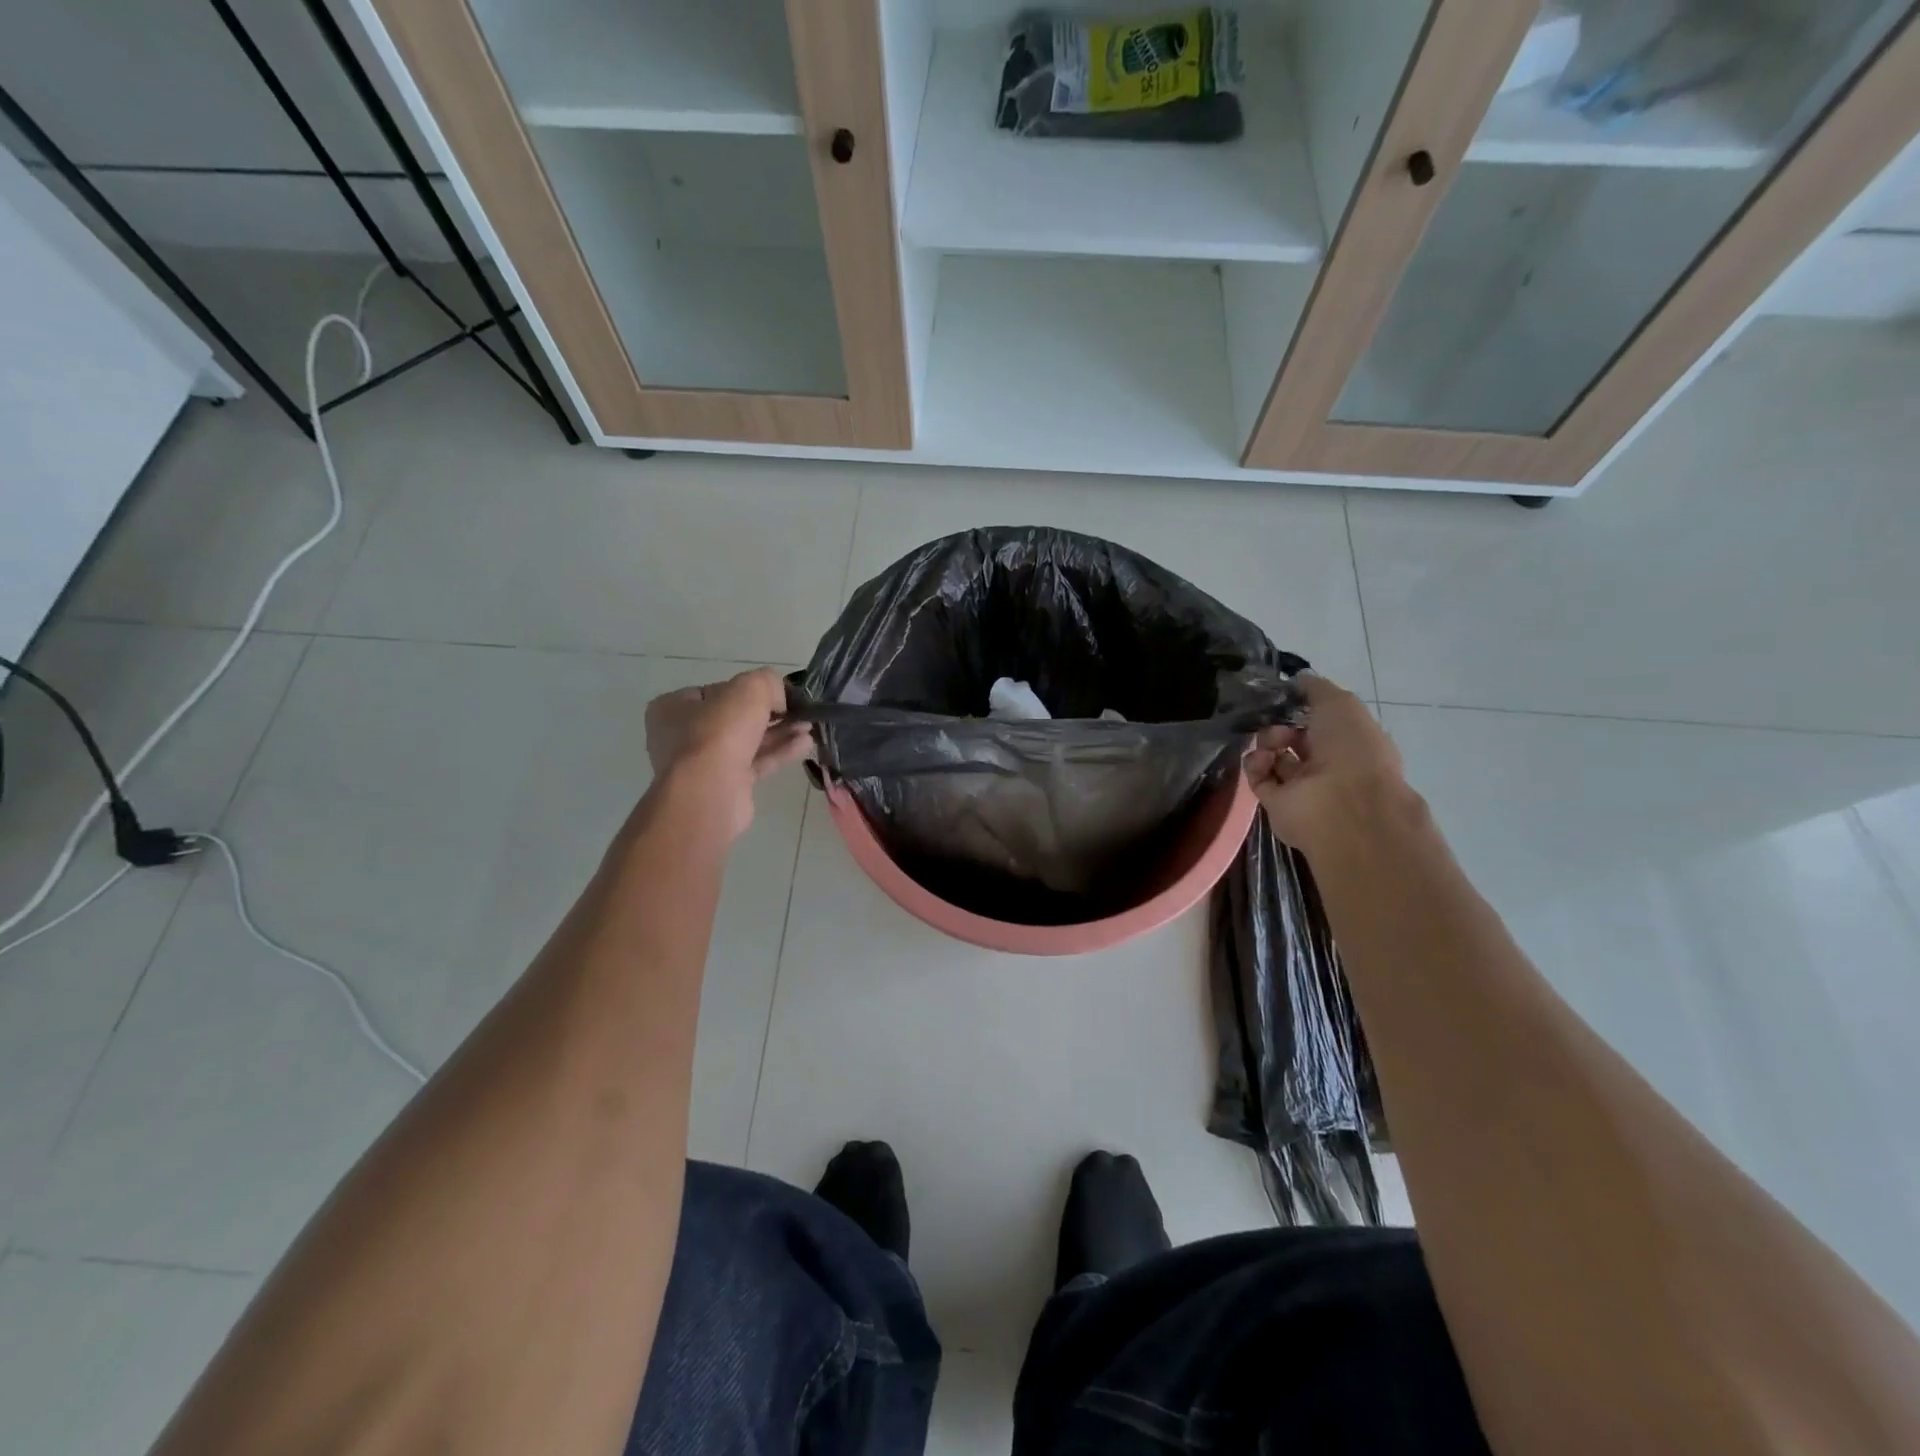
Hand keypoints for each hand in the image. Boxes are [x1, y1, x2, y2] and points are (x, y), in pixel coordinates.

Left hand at [644, 670, 811, 840]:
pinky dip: (779, 752)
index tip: (776, 691)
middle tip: (799, 709)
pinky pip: (756, 763)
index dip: (747, 689)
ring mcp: (703, 764)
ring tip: (809, 725)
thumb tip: (779, 697)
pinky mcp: (726, 786)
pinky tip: (805, 743)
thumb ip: (768, 682)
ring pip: (748, 741)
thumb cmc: (719, 734)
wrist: (709, 794)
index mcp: (673, 708)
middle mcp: (682, 736)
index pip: (715, 691)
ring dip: (780, 732)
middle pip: (734, 717)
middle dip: (770, 713)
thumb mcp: (749, 689)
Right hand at [1243, 675, 1408, 855]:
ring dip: (1267, 743)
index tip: (1285, 696)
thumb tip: (1297, 679)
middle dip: (1281, 725)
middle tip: (1278, 725)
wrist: (1344, 806)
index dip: (1301, 707)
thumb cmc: (1351, 750)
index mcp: (1350, 741)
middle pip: (1292, 737)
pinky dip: (1256, 764)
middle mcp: (1327, 764)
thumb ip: (1316, 689)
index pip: (1319, 720)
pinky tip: (1263, 760)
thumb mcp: (1340, 703)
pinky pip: (1258, 776)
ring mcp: (1302, 787)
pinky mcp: (1277, 804)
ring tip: (1271, 744)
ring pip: (1273, 756)